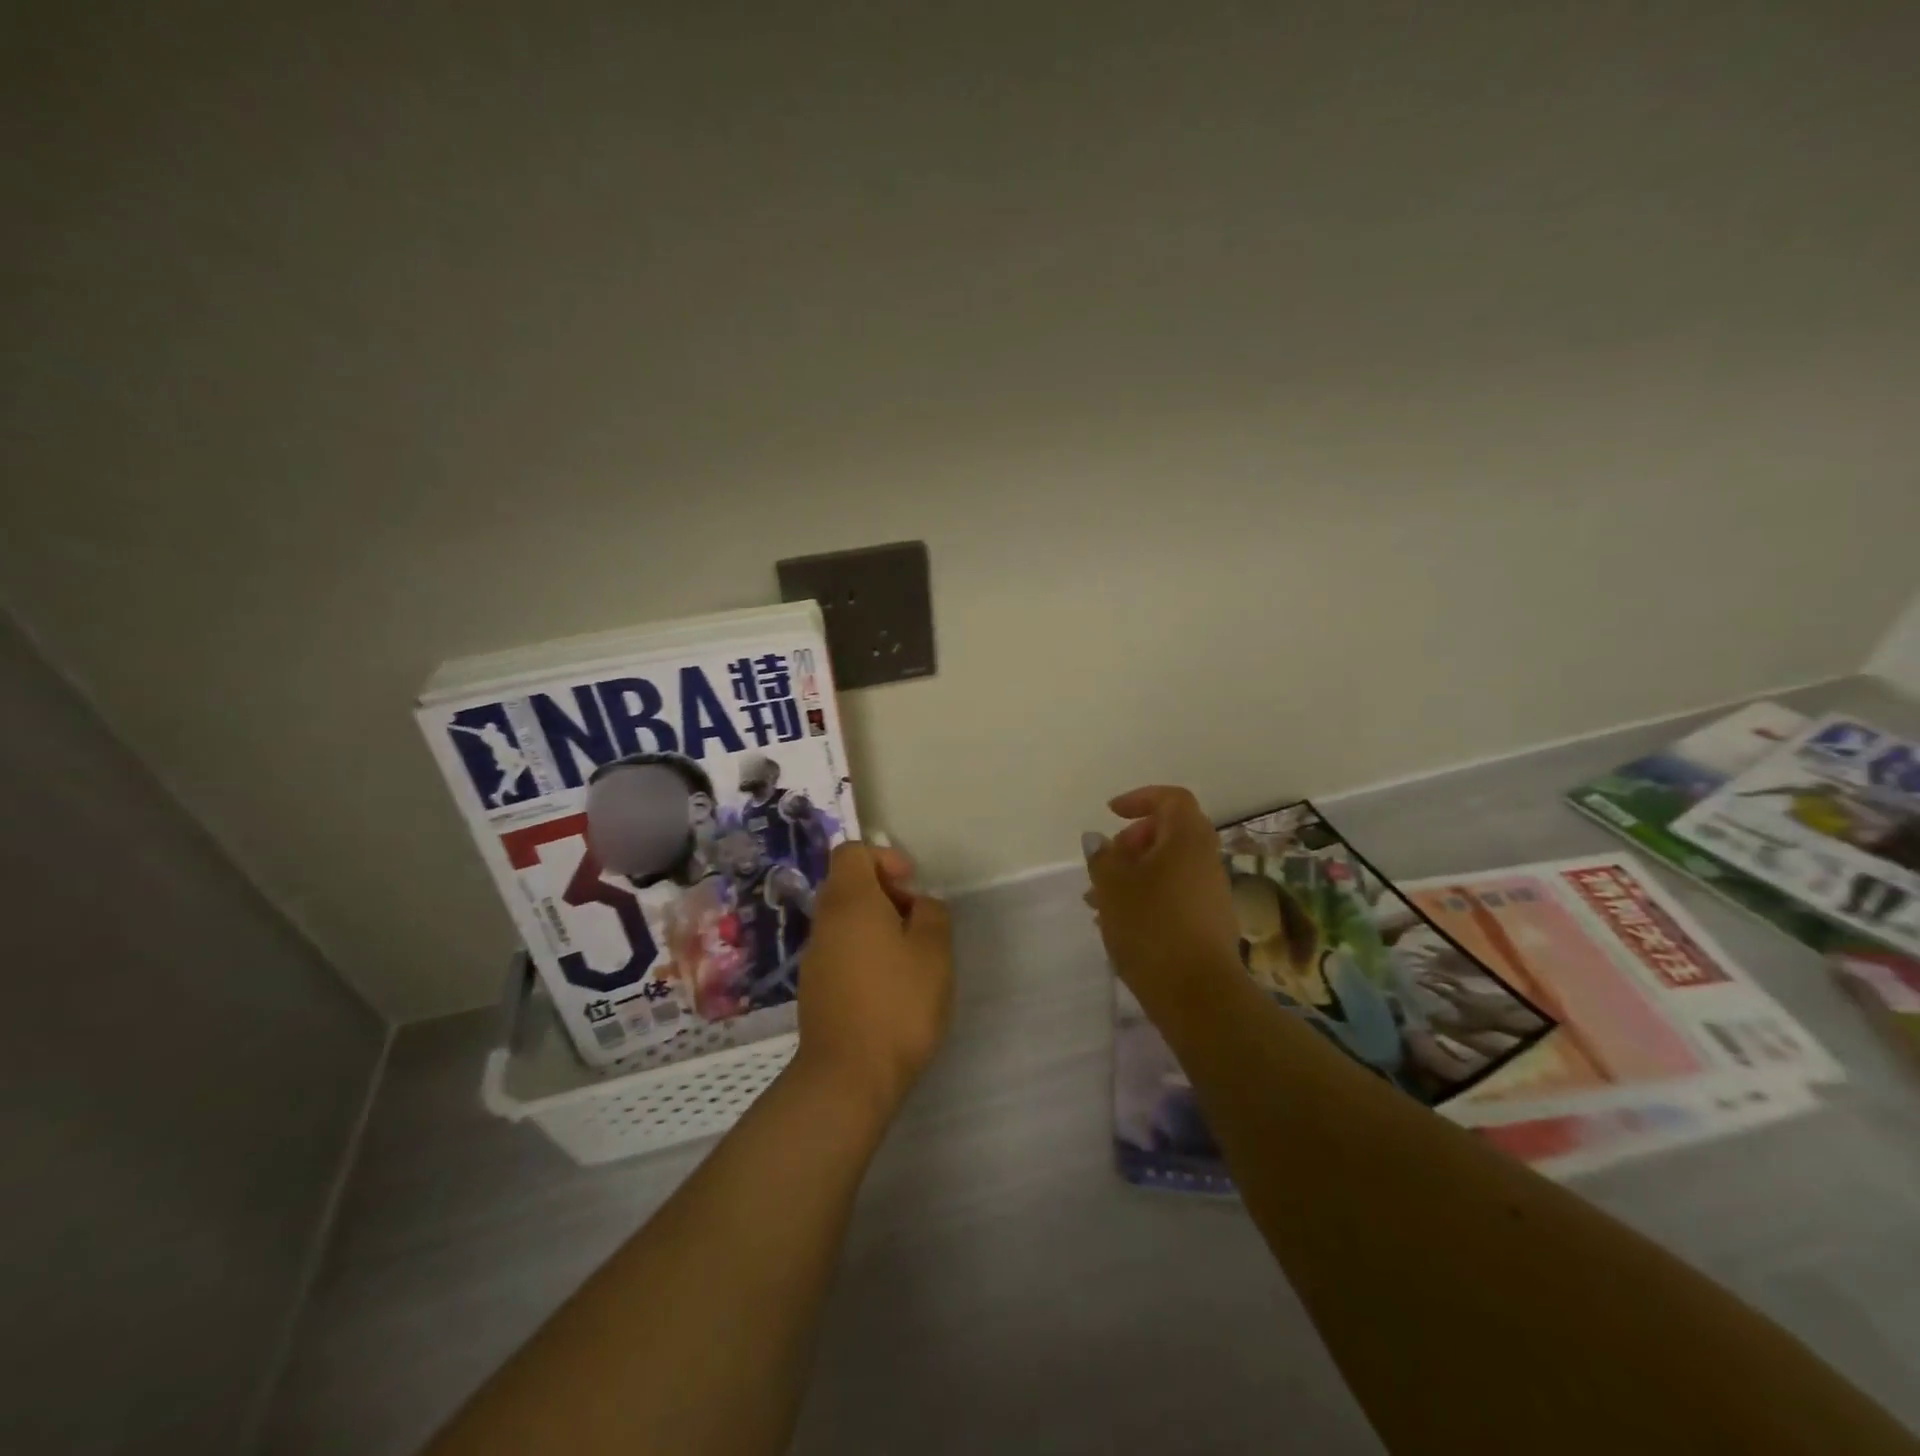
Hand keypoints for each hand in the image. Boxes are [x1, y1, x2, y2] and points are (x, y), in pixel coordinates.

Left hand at [793, 841, 952, 1117]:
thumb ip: (932, 913)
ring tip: (909, 957)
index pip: (852, 852)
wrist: (848, 1075)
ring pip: (844, 920)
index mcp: (851, 901)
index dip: (884, 857)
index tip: (911, 884)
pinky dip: (863, 952)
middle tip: (917, 921)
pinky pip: (839, 950)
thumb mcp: (934, 951)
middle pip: (847, 884)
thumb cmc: (898, 1003)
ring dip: (875, 925)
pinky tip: (888, 986)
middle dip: (885, 893)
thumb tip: (918, 904)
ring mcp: (814, 956)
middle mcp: (825, 921)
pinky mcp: (814, 988)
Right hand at [1084, 786, 1241, 1006]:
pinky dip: (1146, 898)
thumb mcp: (1112, 886)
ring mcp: (1210, 894)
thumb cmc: (1151, 927)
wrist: (1197, 995)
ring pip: (1167, 868)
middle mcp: (1205, 860)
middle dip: (1131, 842)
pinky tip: (1118, 924)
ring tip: (1097, 901)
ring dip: (1133, 875)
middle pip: (1169, 833)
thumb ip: (1102, 856)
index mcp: (1187, 839)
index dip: (1141, 798)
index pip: (1172, 799)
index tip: (1111, 813)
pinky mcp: (1207, 924)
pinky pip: (1173, 895)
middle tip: (1104, 862)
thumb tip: (1098, 840)